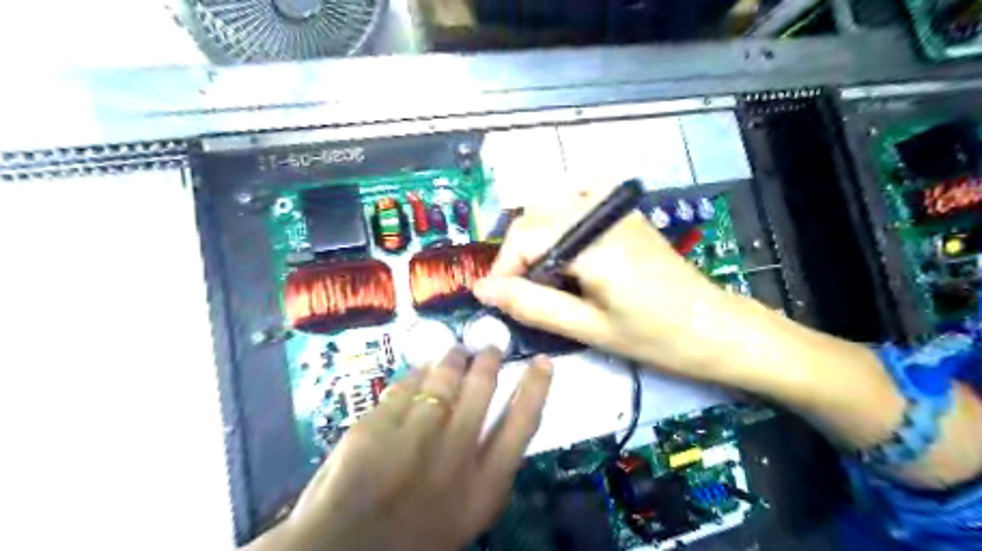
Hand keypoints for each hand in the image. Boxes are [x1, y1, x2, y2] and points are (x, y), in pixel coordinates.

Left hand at [251, 349, 551, 550]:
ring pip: (442, 383)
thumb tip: (489, 415)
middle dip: (488, 363)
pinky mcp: (375, 429)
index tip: (543, 361)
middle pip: (481, 392)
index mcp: (481, 490)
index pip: (521, 426)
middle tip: (490, 348)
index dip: (535, 388)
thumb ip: (479, 468)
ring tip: (456, 352)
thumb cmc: (412, 539)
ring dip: (452, 360)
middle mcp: (453, 459)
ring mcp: (413, 441)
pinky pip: (404, 388)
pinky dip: (415, 375)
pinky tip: (419, 371)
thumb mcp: (462, 512)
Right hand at [475, 197, 736, 379]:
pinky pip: (580, 195)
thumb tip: (484, 290)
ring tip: (540, 272)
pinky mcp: (625, 213)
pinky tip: (565, 238)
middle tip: (519, 291)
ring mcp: (615, 209)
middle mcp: (600, 215)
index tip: (498, 299)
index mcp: (593, 244)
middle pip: (533, 217)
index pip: (524, 237)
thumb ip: (532, 305)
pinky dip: (561, 212)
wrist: (714, 327)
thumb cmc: (654, 337)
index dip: (502, 268)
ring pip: (552, 204)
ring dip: (534, 235)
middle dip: (516, 254)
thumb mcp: (588, 328)